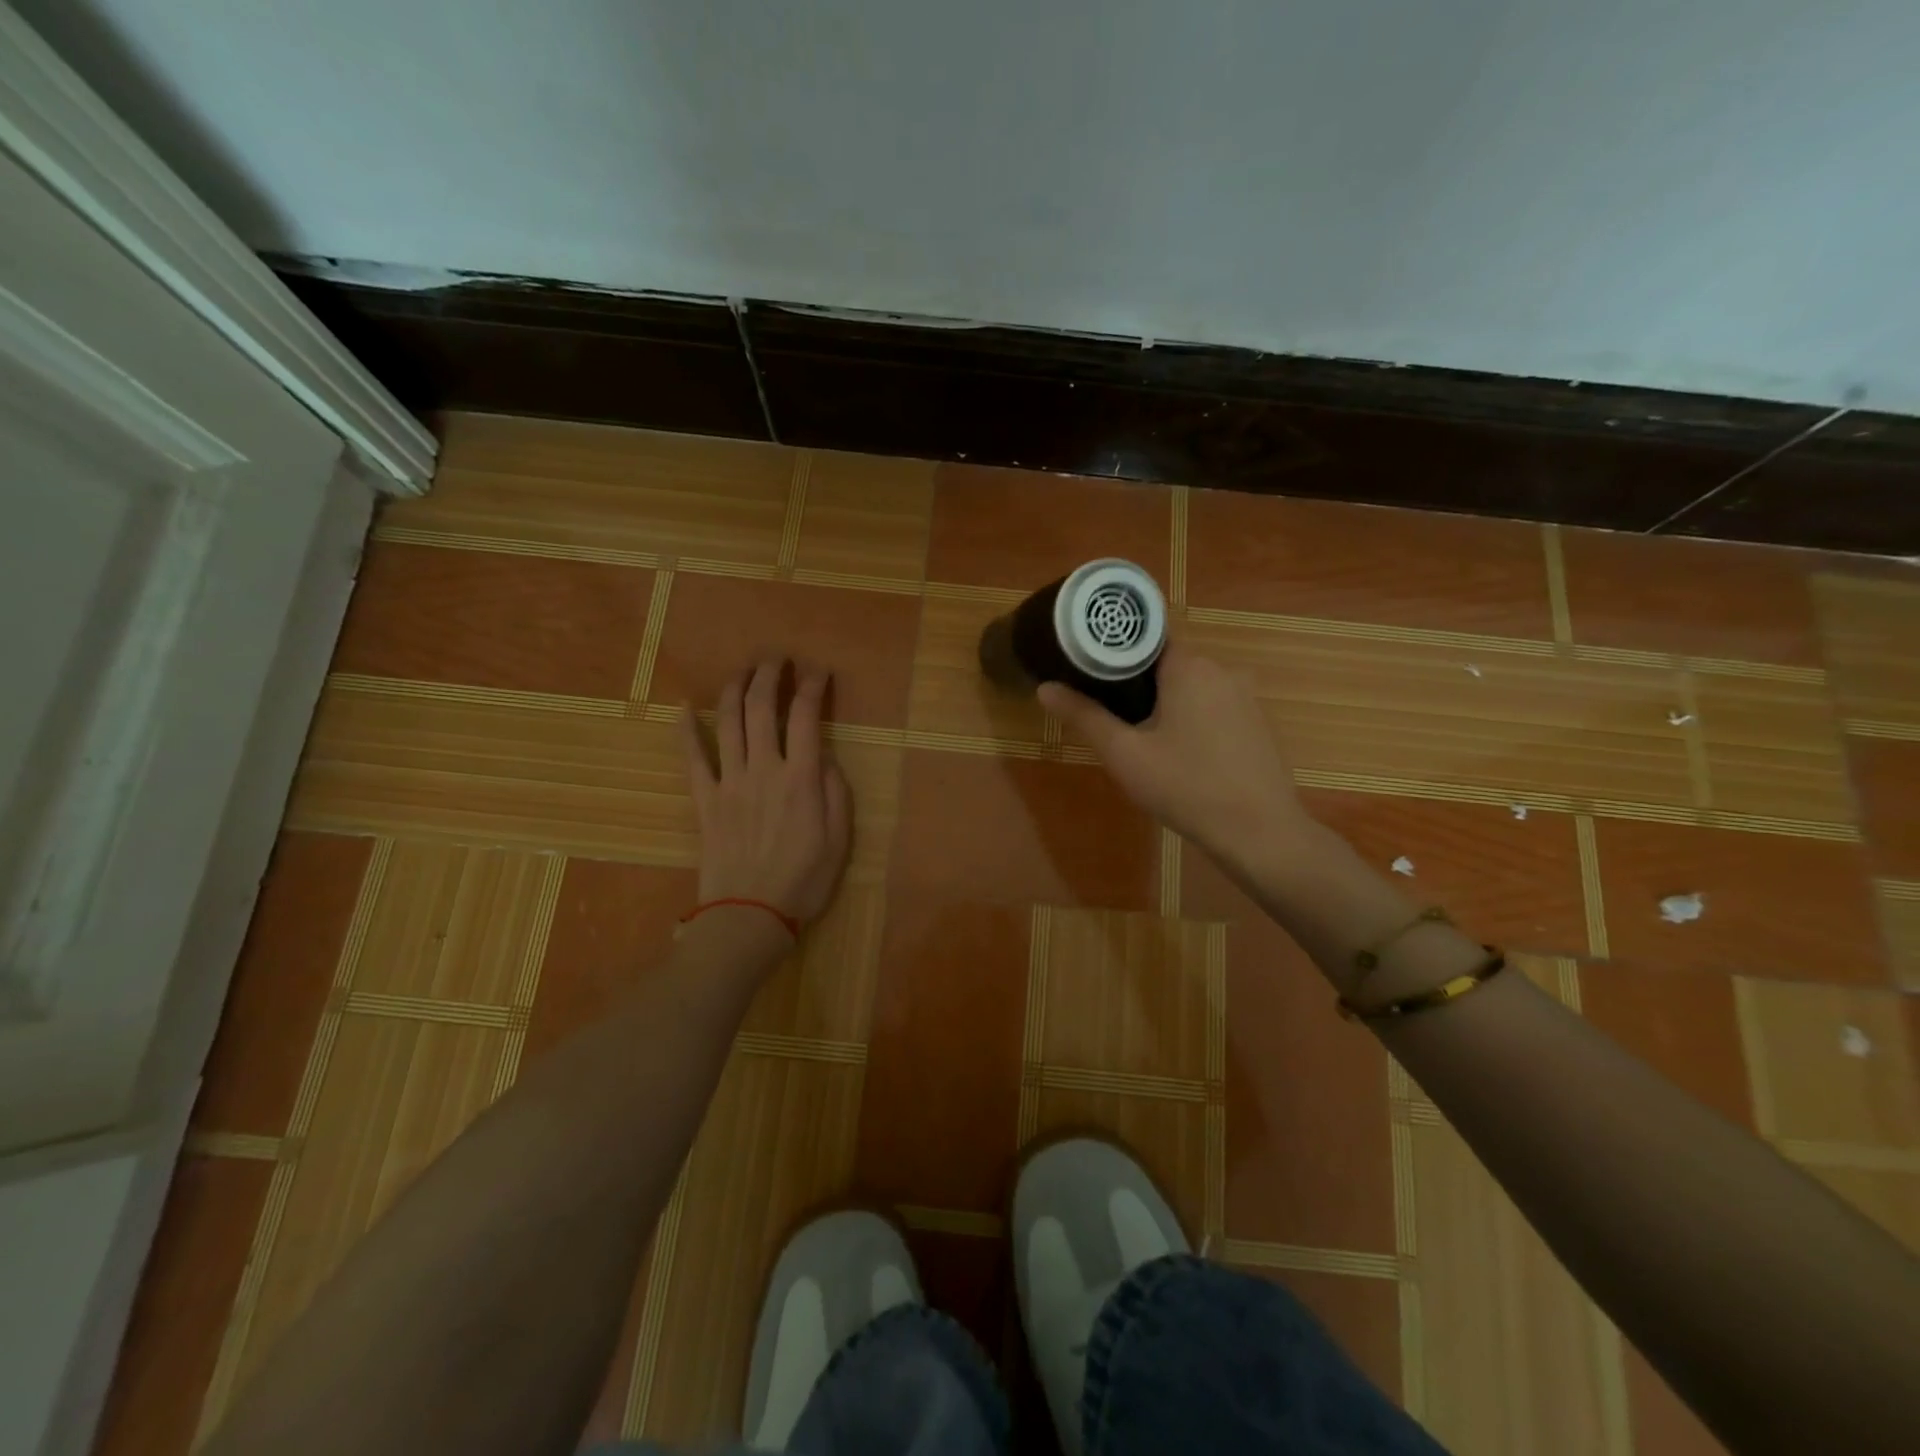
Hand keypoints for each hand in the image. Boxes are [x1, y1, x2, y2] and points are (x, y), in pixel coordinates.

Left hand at [681, 658, 852, 927]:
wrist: (749, 915)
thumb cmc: (804, 880)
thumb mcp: (840, 839)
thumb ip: (835, 791)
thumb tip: (822, 757)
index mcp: (800, 779)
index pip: (805, 716)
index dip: (812, 686)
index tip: (818, 671)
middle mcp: (763, 769)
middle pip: (761, 708)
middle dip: (769, 675)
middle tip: (777, 658)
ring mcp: (729, 782)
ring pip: (728, 722)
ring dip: (734, 689)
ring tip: (743, 671)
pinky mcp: (705, 800)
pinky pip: (691, 758)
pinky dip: (685, 730)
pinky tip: (683, 707)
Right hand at [1037, 640, 1313, 867]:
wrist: (1260, 833)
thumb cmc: (1186, 787)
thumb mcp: (1125, 754)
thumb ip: (1084, 716)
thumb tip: (1045, 688)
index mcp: (1189, 666)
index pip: (1144, 638)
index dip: (1113, 652)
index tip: (1088, 670)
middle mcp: (1222, 669)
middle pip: (1167, 663)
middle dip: (1136, 683)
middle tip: (1108, 714)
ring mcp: (1245, 696)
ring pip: (1191, 687)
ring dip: (1165, 703)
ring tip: (1139, 737)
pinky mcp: (1257, 722)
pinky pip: (1214, 707)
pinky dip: (1192, 719)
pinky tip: (1180, 754)